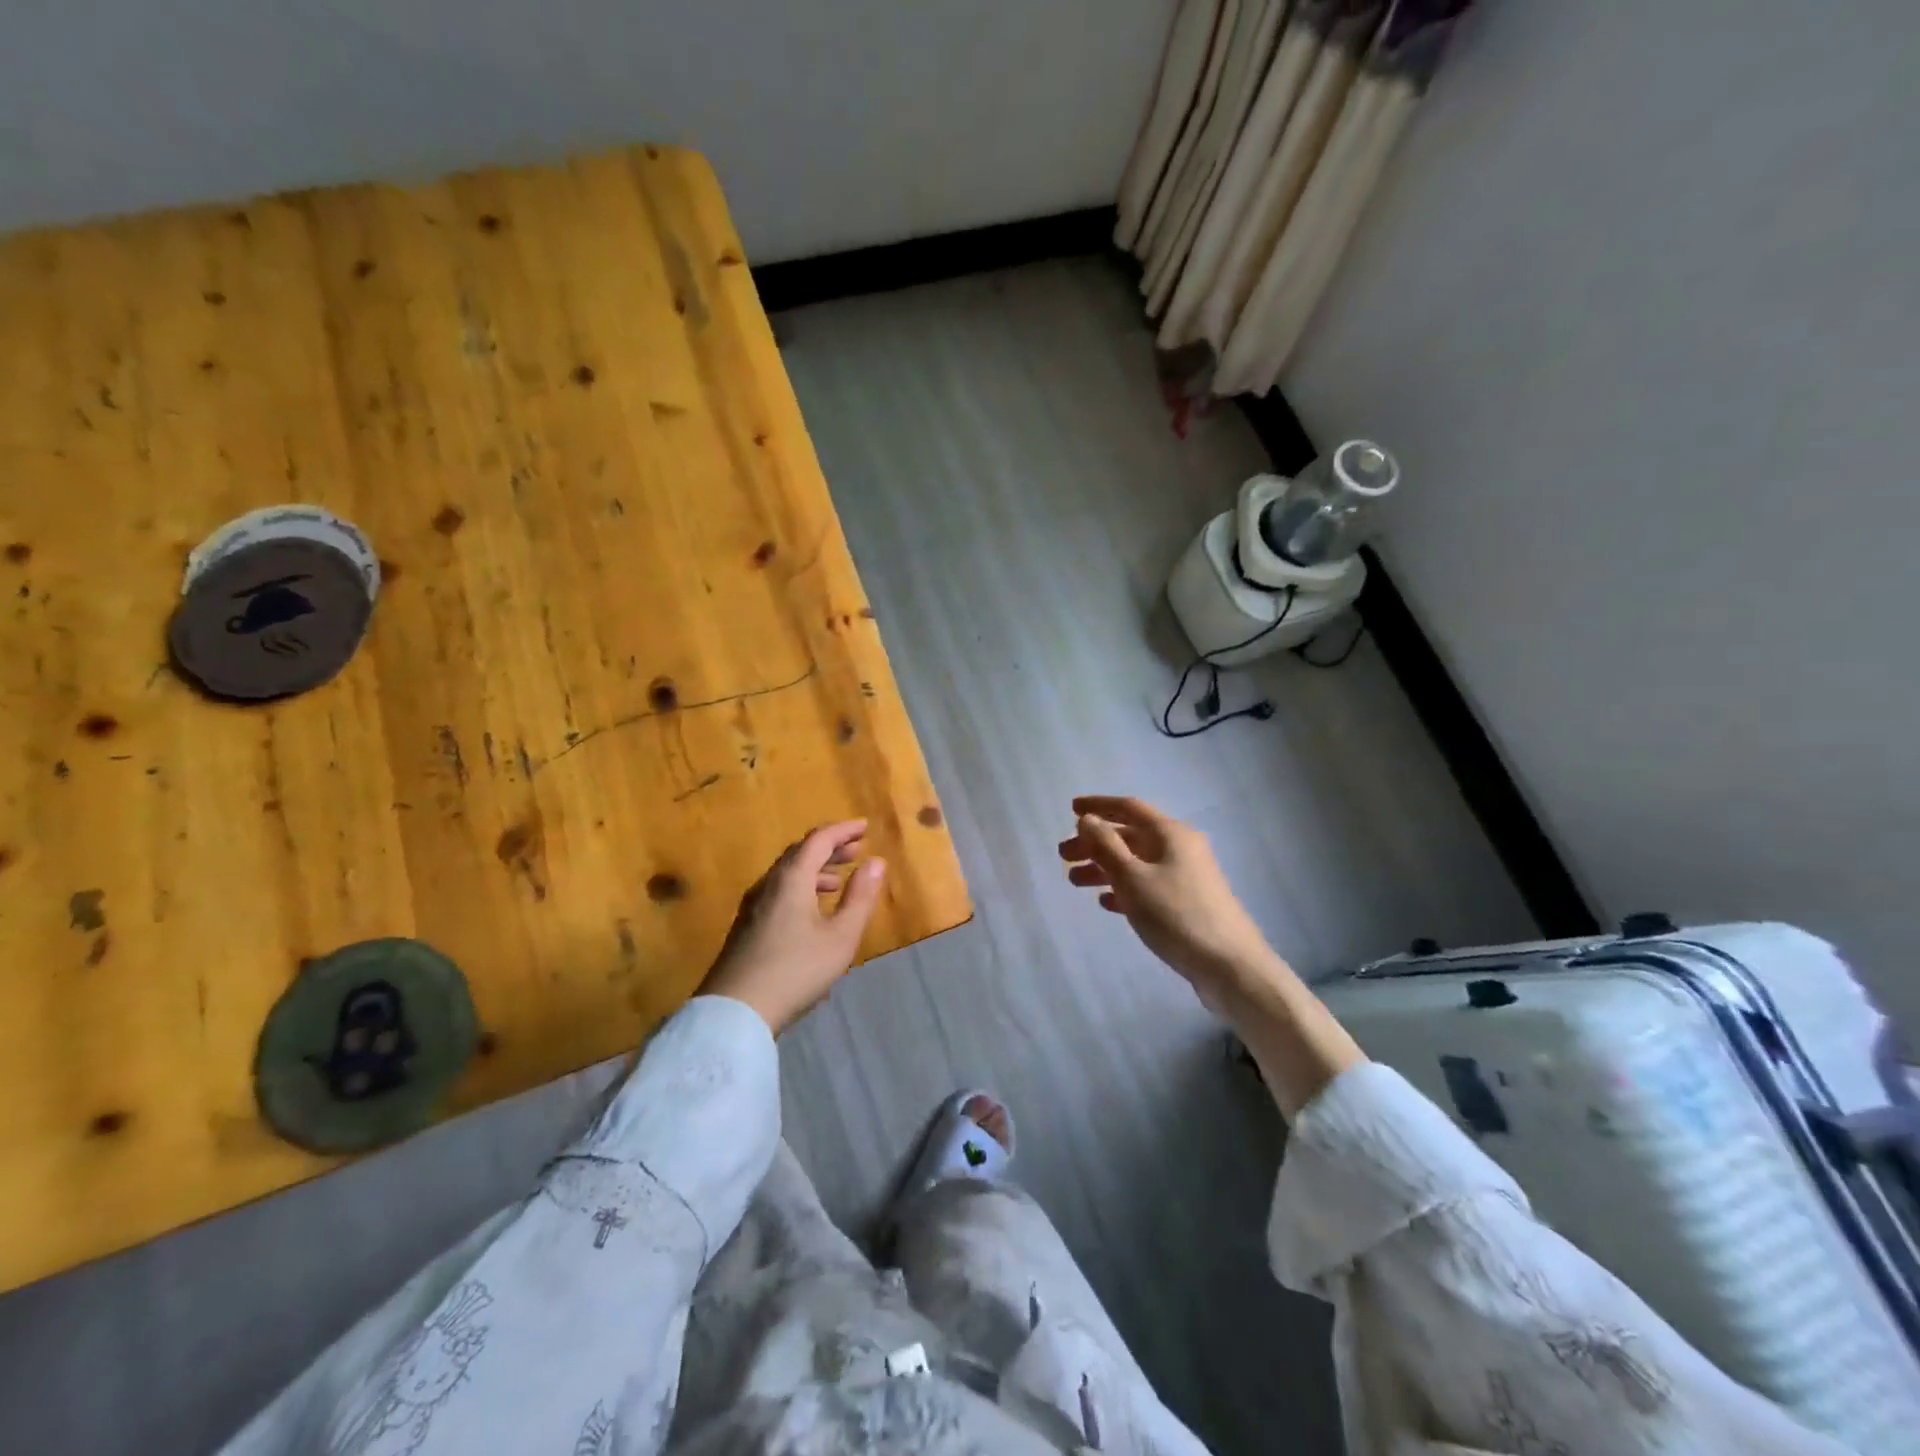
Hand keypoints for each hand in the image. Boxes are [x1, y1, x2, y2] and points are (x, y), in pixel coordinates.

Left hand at [698, 821, 887, 1033]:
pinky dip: (801, 887)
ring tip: (839, 881)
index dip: (843, 831)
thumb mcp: (840, 937)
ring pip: (787, 873)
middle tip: (856, 850)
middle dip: (830, 848)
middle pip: (800, 853)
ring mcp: (753, 905)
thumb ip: (860, 897)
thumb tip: (876, 862)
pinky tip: (812, 910)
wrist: (735, 1011)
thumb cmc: (796, 970)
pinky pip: (779, 891)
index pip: (818, 840)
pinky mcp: (746, 926)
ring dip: (815, 869)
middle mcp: (769, 884)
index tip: (864, 827)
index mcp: (791, 879)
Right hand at [1058, 796, 1277, 1009]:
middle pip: (1130, 836)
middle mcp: (1181, 848)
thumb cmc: (1176, 915)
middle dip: (1095, 843)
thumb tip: (1087, 819)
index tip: (1071, 809)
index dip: (1098, 806)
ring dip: (1105, 868)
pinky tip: (1106, 902)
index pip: (1128, 808)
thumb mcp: (1133, 878)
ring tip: (1075, 882)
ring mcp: (1187, 877)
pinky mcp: (1188, 903)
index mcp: (1171, 834)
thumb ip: (1106, 846)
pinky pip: (1148, 886)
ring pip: (1137, 863)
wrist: (1230, 966)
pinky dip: (1124, 889)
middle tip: (1064, 856)